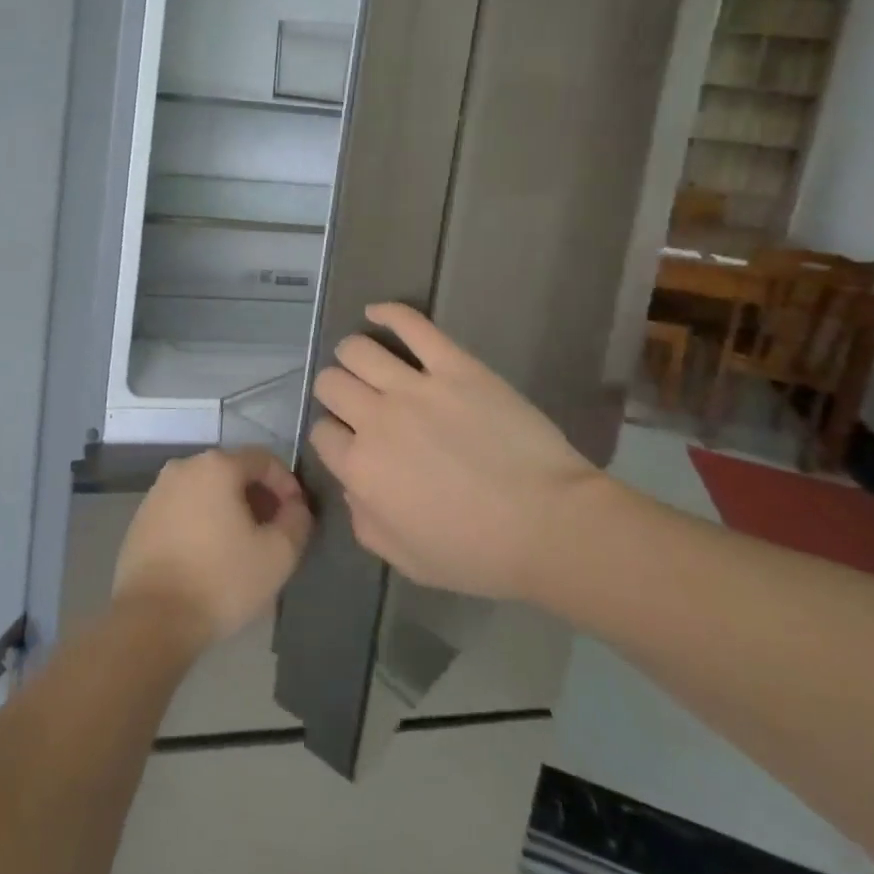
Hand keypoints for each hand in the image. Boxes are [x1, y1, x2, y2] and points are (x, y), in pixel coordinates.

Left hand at [112, 448, 313, 650]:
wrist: (152, 618)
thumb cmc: (221, 579)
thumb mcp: (278, 554)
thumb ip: (297, 521)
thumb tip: (295, 507)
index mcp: (216, 466)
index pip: (263, 459)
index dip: (287, 484)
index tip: (296, 516)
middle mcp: (183, 467)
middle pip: (232, 471)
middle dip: (258, 497)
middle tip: (273, 532)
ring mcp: (157, 491)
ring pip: (206, 490)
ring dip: (229, 510)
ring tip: (243, 547)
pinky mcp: (142, 517)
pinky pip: (183, 509)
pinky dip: (202, 521)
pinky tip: (210, 556)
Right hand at [310, 303, 599, 600]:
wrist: (552, 526)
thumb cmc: (479, 554)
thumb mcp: (406, 560)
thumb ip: (363, 521)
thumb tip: (352, 487)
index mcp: (360, 468)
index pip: (321, 433)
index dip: (332, 437)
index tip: (349, 443)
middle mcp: (376, 419)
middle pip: (330, 384)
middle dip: (335, 393)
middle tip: (357, 403)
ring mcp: (414, 387)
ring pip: (356, 350)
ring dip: (352, 356)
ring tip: (366, 364)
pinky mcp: (454, 365)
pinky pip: (411, 325)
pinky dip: (387, 313)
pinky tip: (375, 313)